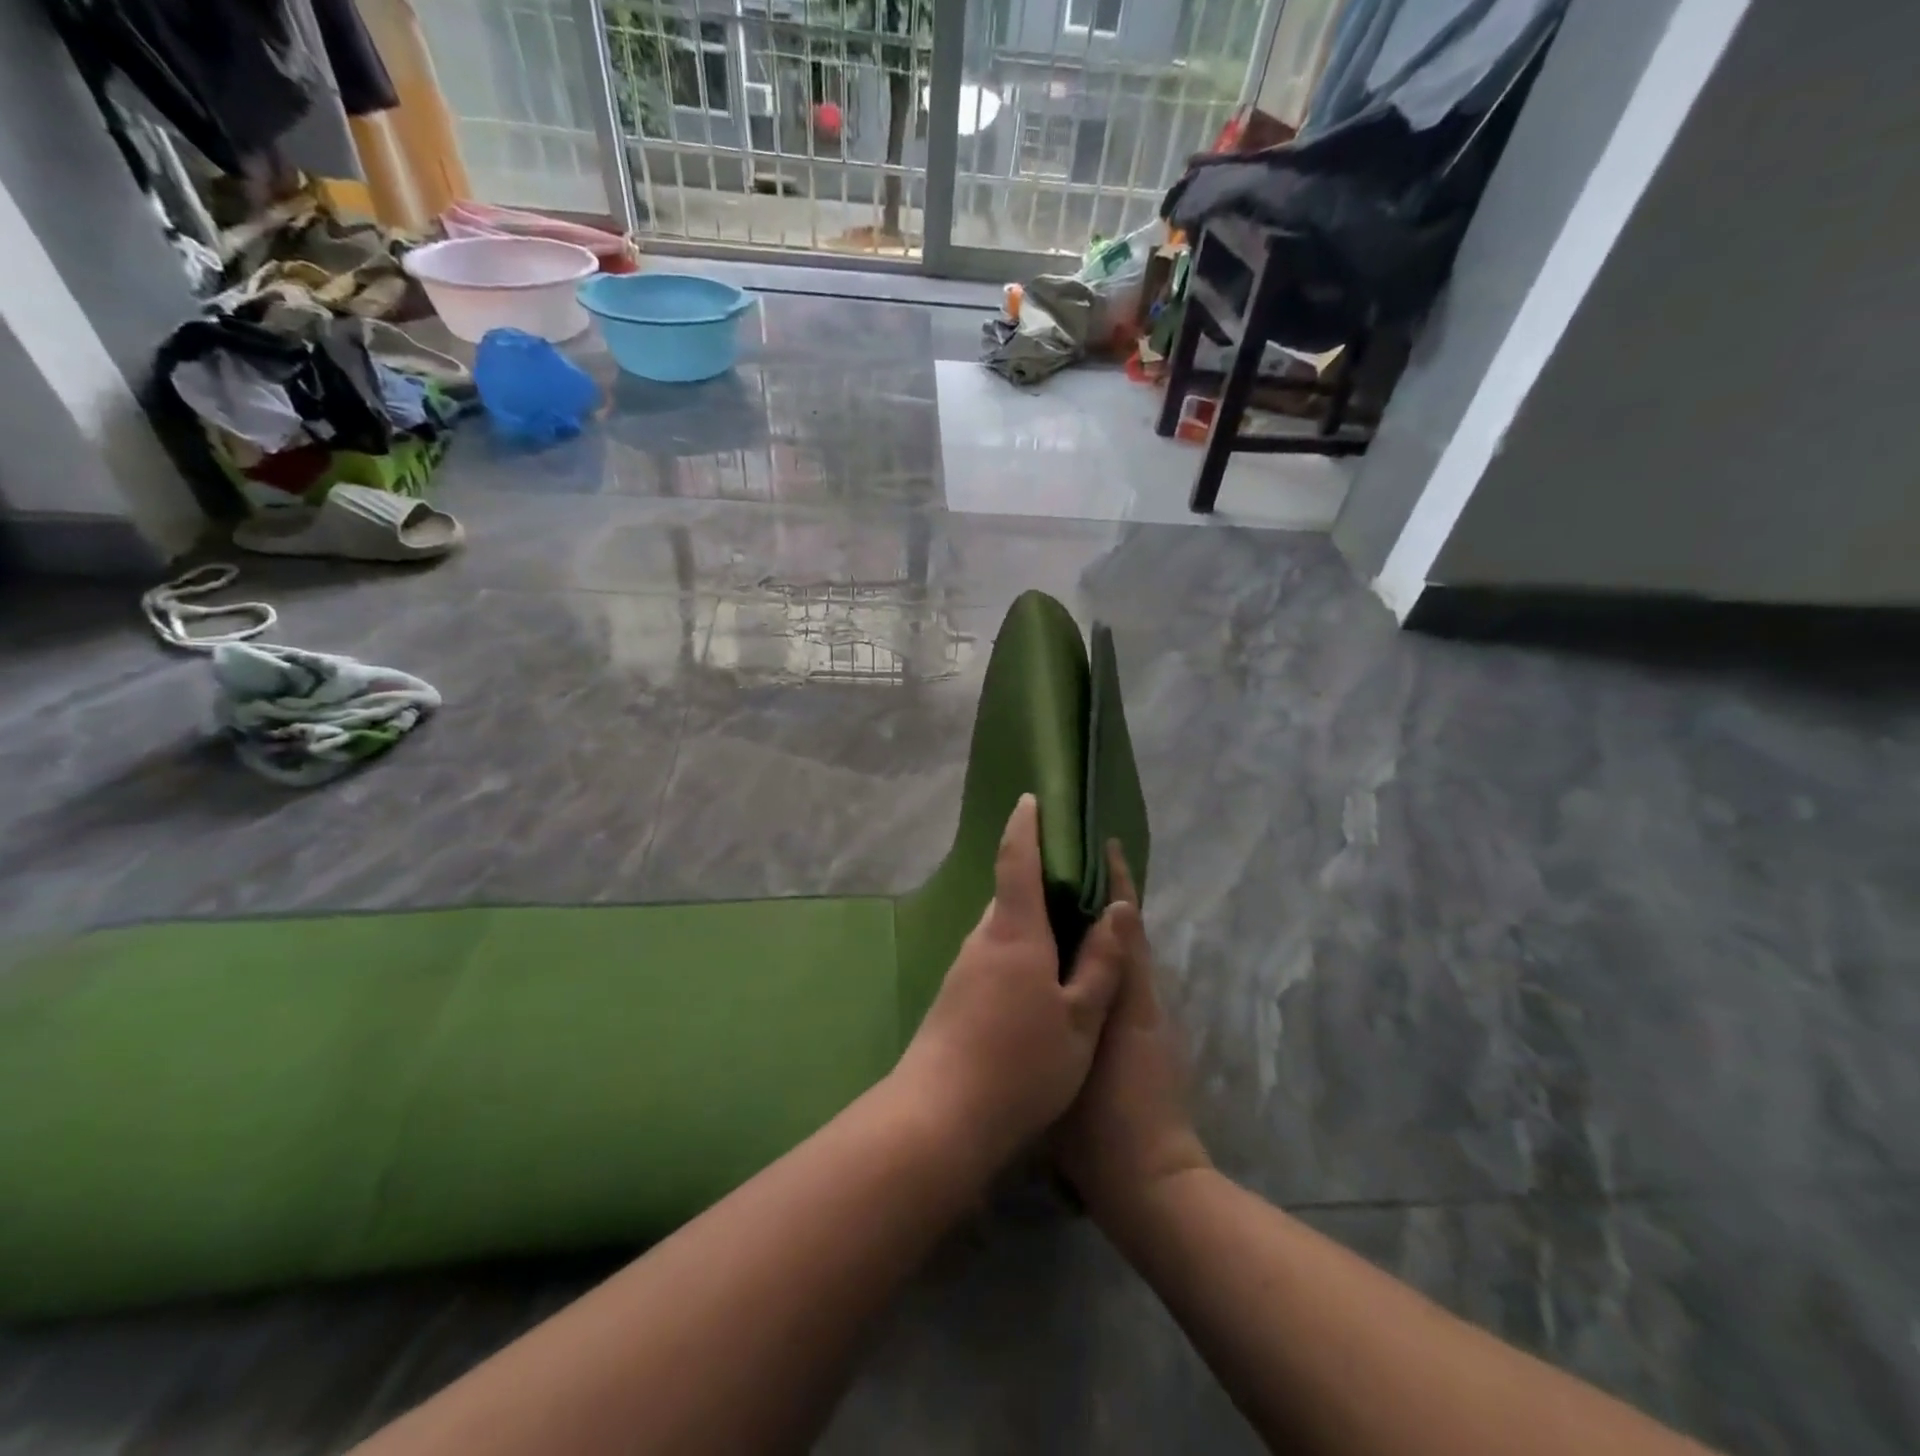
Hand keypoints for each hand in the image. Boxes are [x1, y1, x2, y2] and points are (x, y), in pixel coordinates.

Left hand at [892, 794, 1128, 1183]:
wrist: (939, 1117)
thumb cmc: (1020, 1065)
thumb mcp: (1080, 1021)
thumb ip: (1100, 963)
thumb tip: (1116, 908)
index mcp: (1014, 933)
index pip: (1017, 860)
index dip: (1025, 826)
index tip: (1032, 799)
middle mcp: (983, 939)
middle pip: (1010, 893)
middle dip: (1038, 878)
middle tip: (1075, 877)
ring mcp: (964, 967)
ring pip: (1002, 927)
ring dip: (1029, 917)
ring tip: (1066, 927)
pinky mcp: (955, 994)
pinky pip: (993, 953)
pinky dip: (1018, 947)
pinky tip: (1039, 977)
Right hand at [1058, 844, 1210, 1226]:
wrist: (1138, 1178)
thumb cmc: (1120, 1102)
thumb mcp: (1121, 1028)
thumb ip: (1119, 969)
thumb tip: (1116, 910)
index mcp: (1136, 987)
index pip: (1128, 919)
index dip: (1118, 880)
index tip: (1102, 843)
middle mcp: (1135, 998)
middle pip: (1116, 935)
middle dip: (1095, 898)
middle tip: (1055, 867)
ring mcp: (1121, 1024)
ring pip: (1101, 962)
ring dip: (1082, 931)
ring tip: (1041, 906)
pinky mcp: (1100, 1047)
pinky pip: (1091, 992)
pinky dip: (1076, 968)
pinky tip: (1040, 966)